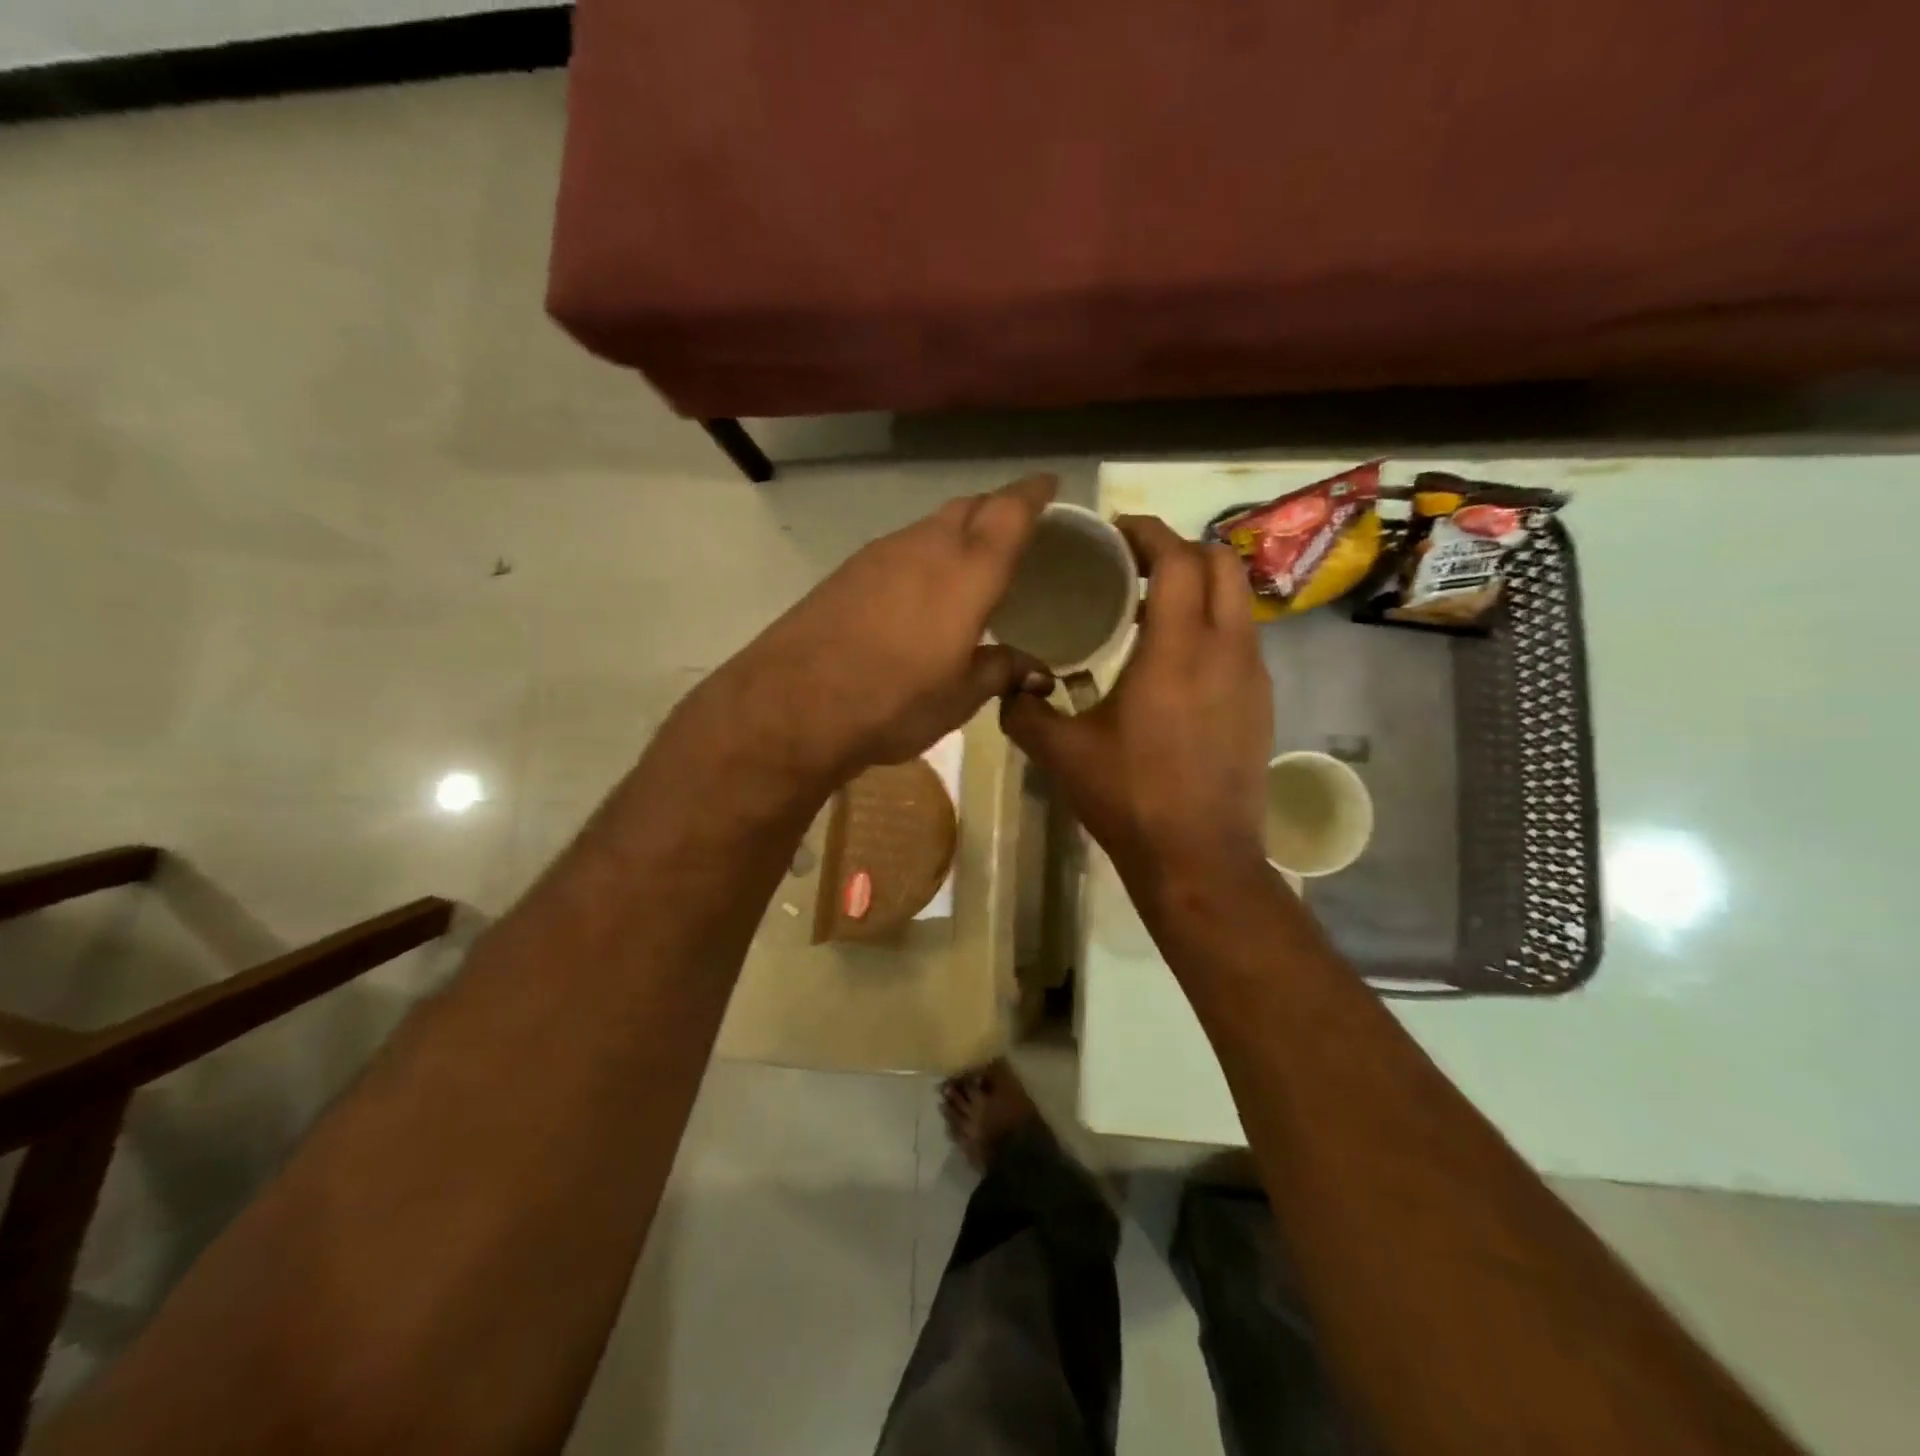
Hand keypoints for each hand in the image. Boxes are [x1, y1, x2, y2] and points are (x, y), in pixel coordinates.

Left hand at [704, 474, 1059, 786]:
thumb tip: (1036, 670)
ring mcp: (879, 554)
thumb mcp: (959, 697)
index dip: (1033, 493)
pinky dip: (922, 556)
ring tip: (969, 562)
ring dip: (956, 532)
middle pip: (968, 507)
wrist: (793, 704)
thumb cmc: (894, 701)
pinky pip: (899, 548)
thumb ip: (1001, 671)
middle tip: (1014, 526)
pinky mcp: (846, 571)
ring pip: (930, 526)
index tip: (1049, 483)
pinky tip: (919, 591)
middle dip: (996, 508)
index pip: (1009, 512)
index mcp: (967, 572)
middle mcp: (925, 547)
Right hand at [1002, 516, 1272, 881]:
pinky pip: (1242, 638)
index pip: (1177, 559)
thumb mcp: (1061, 753)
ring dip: (1199, 588)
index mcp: (1177, 649)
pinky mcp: (1261, 703)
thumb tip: (1006, 684)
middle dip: (1180, 551)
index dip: (1148, 533)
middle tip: (1135, 567)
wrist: (1199, 859)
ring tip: (1152, 610)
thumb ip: (1023, 710)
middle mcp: (1226, 649)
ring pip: (1238, 601)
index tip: (1116, 532)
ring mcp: (1252, 676)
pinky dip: (1212, 624)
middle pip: (1222, 564)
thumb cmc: (1130, 799)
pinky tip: (1176, 661)